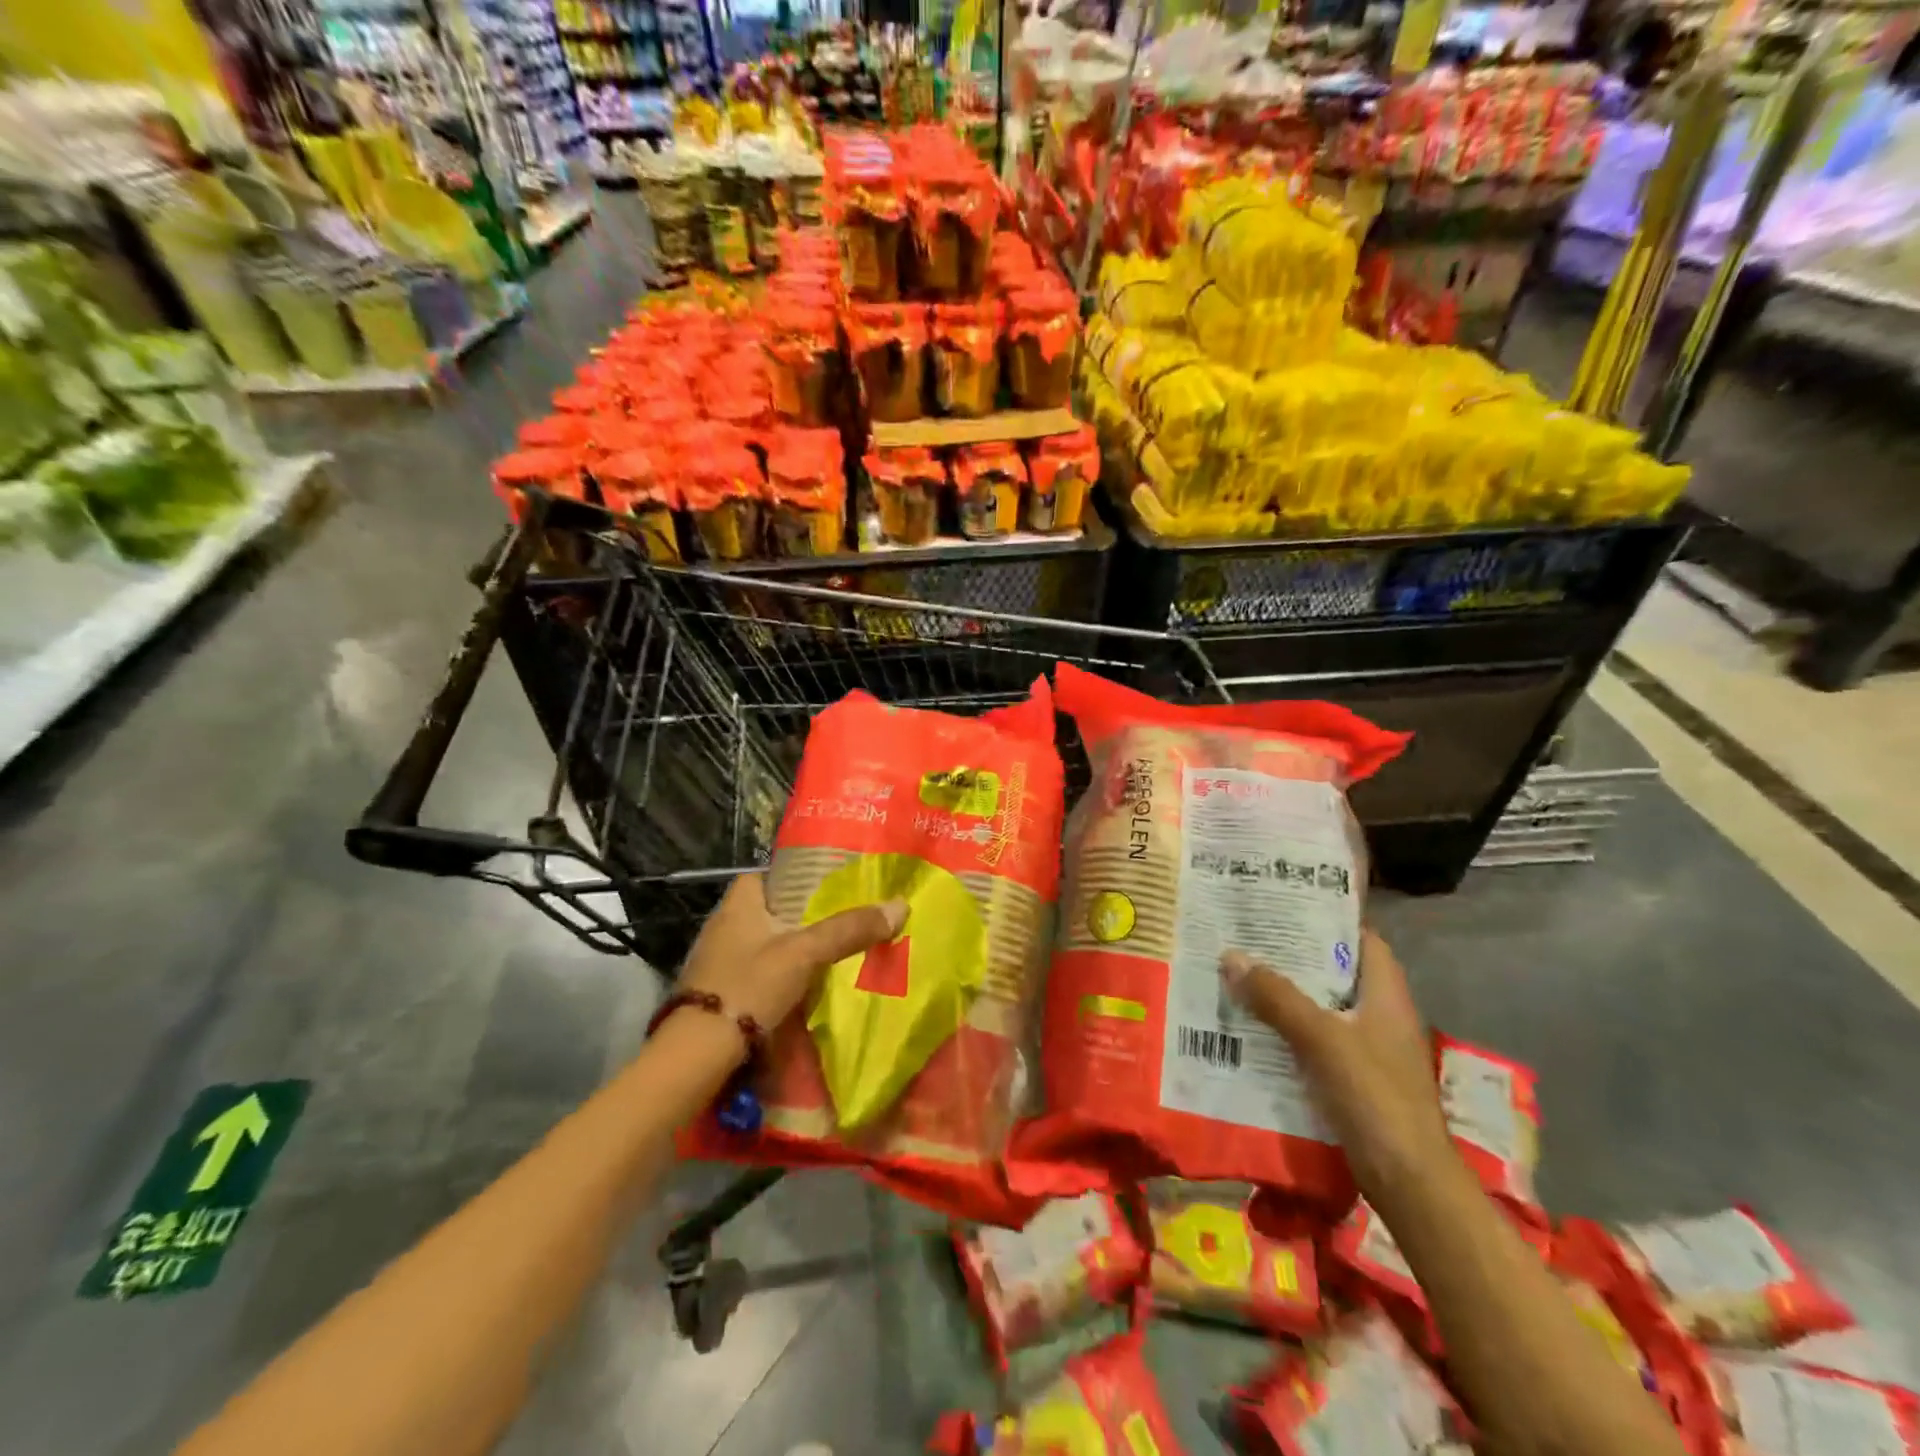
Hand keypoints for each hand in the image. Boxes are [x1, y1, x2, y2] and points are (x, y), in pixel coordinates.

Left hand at [679, 875, 907, 1031]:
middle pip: (768, 910)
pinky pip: (755, 972)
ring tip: (828, 953)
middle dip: (799, 915)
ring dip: (789, 947)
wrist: (698, 1053)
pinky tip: (801, 987)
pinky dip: (777, 975)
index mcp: (738, 904)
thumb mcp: (805, 954)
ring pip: (763, 943)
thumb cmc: (749, 986)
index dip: (794, 877)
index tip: (826, 886)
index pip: (765, 875)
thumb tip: (900, 905)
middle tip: (838, 920)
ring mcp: (717, 961)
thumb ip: (849, 930)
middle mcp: (723, 926)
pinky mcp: (718, 993)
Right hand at [1220, 929, 1451, 1197]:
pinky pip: (1314, 1040)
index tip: (1285, 903)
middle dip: (1294, 956)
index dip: (1329, 918)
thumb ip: (1277, 997)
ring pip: (1321, 1007)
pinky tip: (1250, 1027)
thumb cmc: (1375, 1097)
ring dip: (1285, 994)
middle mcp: (1380, 1015)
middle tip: (1247, 936)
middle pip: (1335, 972)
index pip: (1363, 940)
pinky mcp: (1353, 1079)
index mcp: (1386, 995)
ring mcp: (1368, 1049)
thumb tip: (1231, 956)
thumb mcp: (1322, 1039)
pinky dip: (1286, 1030)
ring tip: (1238, 974)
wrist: (1409, 1181)